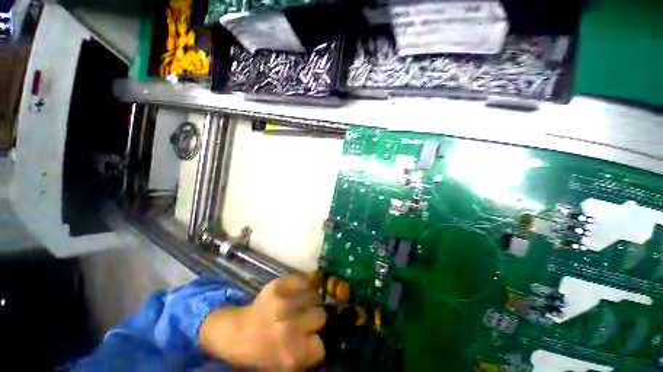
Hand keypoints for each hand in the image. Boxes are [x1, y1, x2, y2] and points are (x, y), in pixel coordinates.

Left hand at [199, 274, 326, 368]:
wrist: (235, 332)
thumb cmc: (260, 353)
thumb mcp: (284, 367)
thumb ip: (306, 356)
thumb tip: (322, 339)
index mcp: (290, 354)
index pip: (321, 346)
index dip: (315, 342)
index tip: (309, 339)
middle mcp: (288, 327)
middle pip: (321, 315)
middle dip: (314, 318)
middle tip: (305, 319)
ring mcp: (282, 302)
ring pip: (314, 295)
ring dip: (310, 300)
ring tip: (301, 304)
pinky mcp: (277, 284)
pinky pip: (303, 279)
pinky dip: (303, 284)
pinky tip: (296, 291)